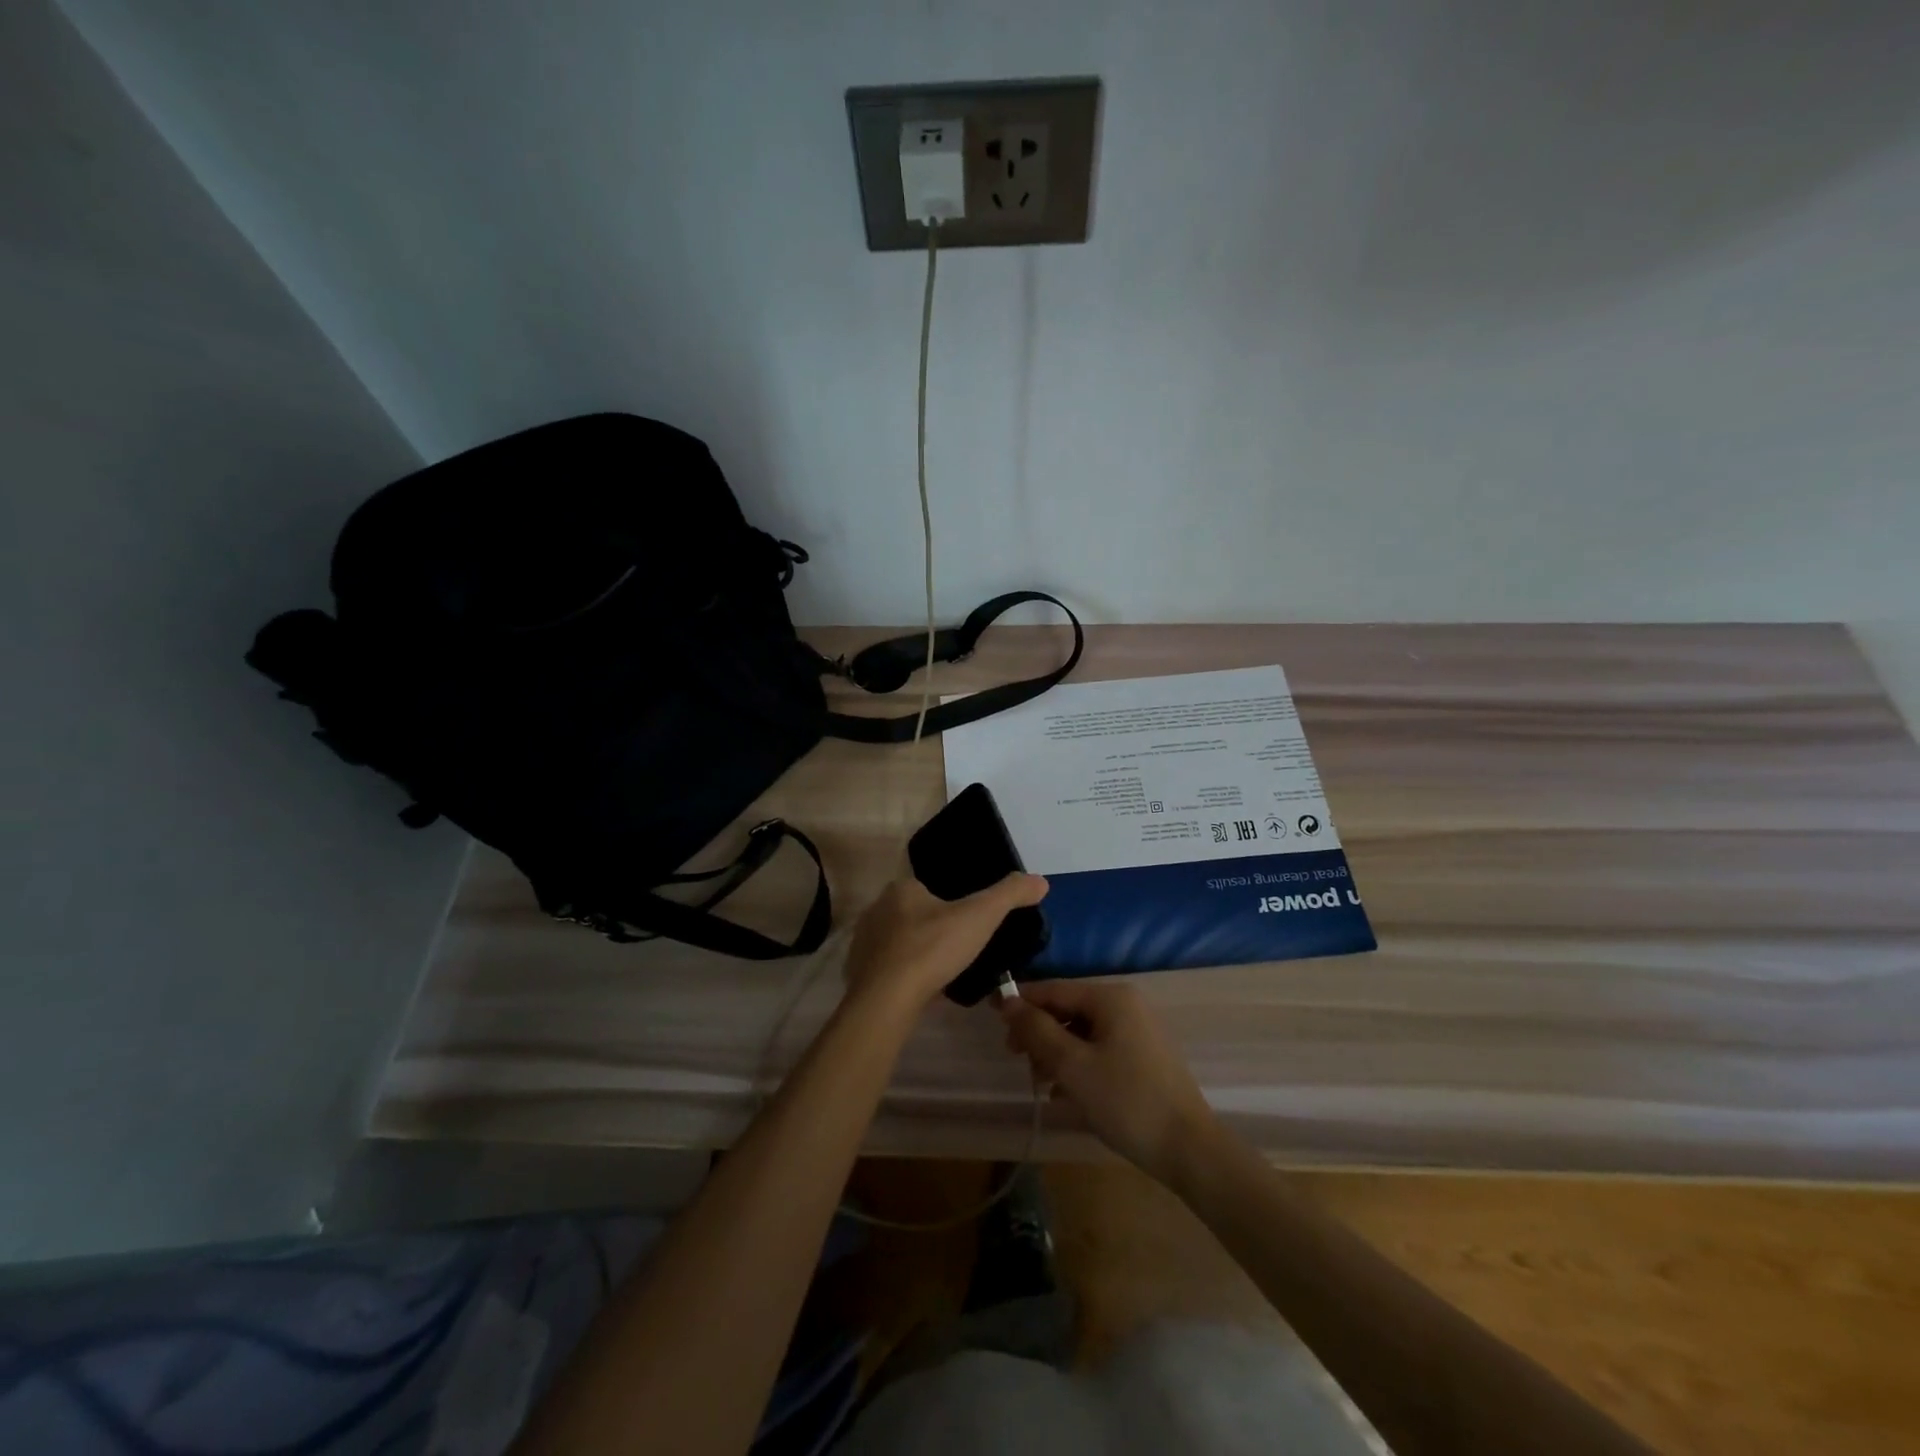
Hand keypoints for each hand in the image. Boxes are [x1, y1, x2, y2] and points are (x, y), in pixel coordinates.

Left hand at [842, 874, 1048, 1014]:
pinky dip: (904, 976)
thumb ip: (1010, 895)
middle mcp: (877, 909)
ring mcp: (863, 943)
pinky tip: (922, 991)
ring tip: (944, 972)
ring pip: (899, 942)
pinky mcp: (858, 973)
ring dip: (918, 953)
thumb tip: (1040, 881)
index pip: (927, 886)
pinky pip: (888, 969)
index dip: (949, 902)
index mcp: (901, 889)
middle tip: (960, 949)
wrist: (886, 1001)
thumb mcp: (980, 916)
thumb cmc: (932, 949)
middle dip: (933, 929)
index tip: (967, 921)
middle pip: (912, 914)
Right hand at [1001, 980, 1218, 1183]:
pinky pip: (1099, 1051)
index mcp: (1111, 998)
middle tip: (1018, 1061)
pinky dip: (1078, 1066)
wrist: (1190, 1150)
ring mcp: (1138, 1032)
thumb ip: (1037, 1030)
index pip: (1054, 989)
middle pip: (1068, 1010)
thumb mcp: (1072, 1066)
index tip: (991, 1018)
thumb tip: (1007, 1001)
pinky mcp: (1144, 1058)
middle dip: (1040, 1034)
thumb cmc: (1126, 1101)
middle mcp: (1126, 1005)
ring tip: (1042, 1085)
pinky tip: (1065, 1095)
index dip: (1021, 1002)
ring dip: (1056, 1054)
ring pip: (1082, 1033)